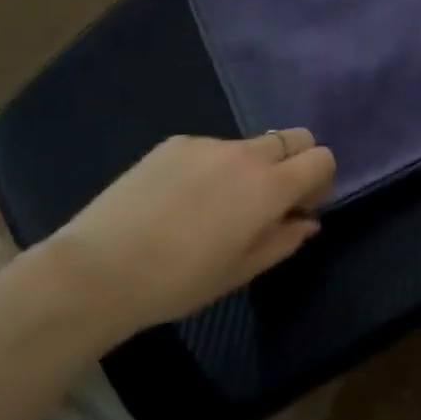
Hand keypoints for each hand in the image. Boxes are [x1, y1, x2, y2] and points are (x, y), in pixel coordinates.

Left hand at [47, 130, 334, 333]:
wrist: (100, 268)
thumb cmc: (178, 282)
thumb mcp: (239, 272)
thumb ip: (283, 240)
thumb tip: (308, 221)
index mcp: (268, 187)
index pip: (320, 158)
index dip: (320, 181)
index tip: (300, 209)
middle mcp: (245, 154)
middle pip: (294, 137)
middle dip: (295, 163)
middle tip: (269, 202)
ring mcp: (207, 142)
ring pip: (249, 145)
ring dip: (250, 168)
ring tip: (214, 207)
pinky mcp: (175, 141)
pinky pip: (211, 148)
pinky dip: (212, 167)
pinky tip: (179, 201)